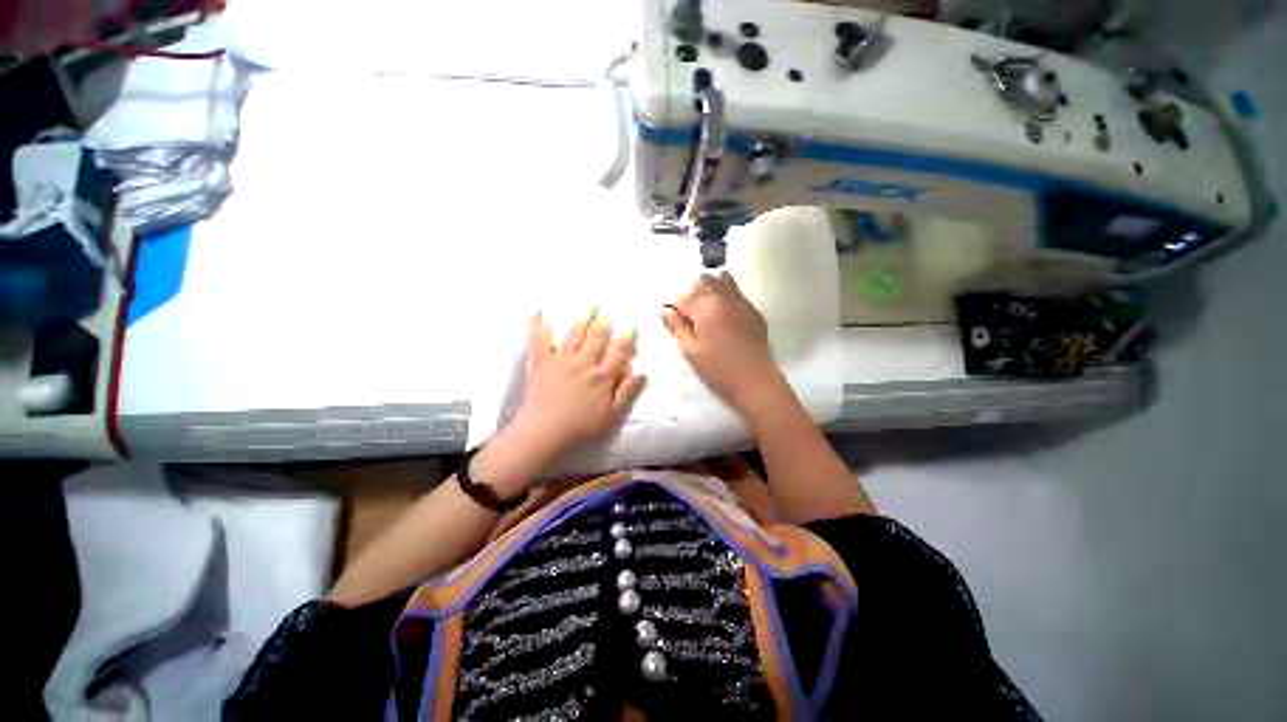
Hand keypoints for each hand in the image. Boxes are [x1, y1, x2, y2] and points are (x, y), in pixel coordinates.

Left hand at [509, 309, 647, 459]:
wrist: (545, 432)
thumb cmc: (582, 427)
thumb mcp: (612, 415)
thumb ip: (628, 393)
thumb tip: (642, 372)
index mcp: (602, 376)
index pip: (619, 352)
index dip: (627, 337)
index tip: (631, 325)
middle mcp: (584, 363)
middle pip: (597, 337)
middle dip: (605, 322)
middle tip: (610, 312)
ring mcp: (562, 360)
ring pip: (575, 334)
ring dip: (583, 318)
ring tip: (590, 307)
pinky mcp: (542, 362)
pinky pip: (541, 340)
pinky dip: (540, 325)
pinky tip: (539, 311)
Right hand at [662, 272, 783, 415]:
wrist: (755, 382)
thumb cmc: (717, 369)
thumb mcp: (690, 350)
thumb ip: (677, 327)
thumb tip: (666, 310)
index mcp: (705, 307)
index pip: (683, 295)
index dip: (674, 306)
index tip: (672, 318)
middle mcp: (724, 297)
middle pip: (704, 281)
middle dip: (692, 293)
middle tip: (689, 315)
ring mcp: (742, 302)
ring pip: (723, 280)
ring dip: (710, 290)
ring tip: (706, 311)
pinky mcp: (753, 311)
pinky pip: (736, 293)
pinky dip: (726, 297)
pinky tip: (724, 317)